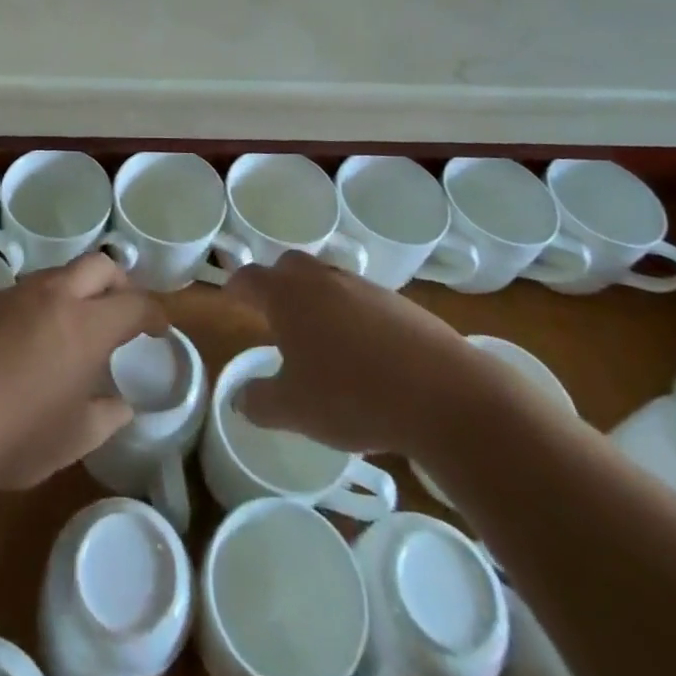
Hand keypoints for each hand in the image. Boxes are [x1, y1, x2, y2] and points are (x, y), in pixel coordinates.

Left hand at [0, 253, 166, 500]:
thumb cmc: (12, 437)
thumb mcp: (71, 440)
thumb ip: (105, 417)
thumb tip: (121, 405)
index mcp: (86, 326)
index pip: (134, 304)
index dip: (154, 313)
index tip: (160, 327)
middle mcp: (53, 296)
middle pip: (99, 266)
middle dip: (120, 283)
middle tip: (123, 312)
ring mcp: (14, 294)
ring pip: (59, 274)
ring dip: (78, 290)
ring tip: (76, 328)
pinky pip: (26, 291)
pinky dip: (44, 304)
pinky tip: (31, 341)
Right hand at [227, 252, 475, 456]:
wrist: (444, 393)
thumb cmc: (353, 396)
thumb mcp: (295, 410)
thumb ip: (260, 401)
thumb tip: (239, 399)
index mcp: (288, 296)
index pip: (250, 279)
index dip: (236, 288)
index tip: (231, 300)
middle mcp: (322, 279)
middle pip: (290, 266)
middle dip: (277, 283)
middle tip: (274, 314)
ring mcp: (364, 287)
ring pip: (328, 279)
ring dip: (317, 299)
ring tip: (319, 337)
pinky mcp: (400, 303)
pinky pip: (362, 299)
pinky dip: (353, 315)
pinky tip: (364, 352)